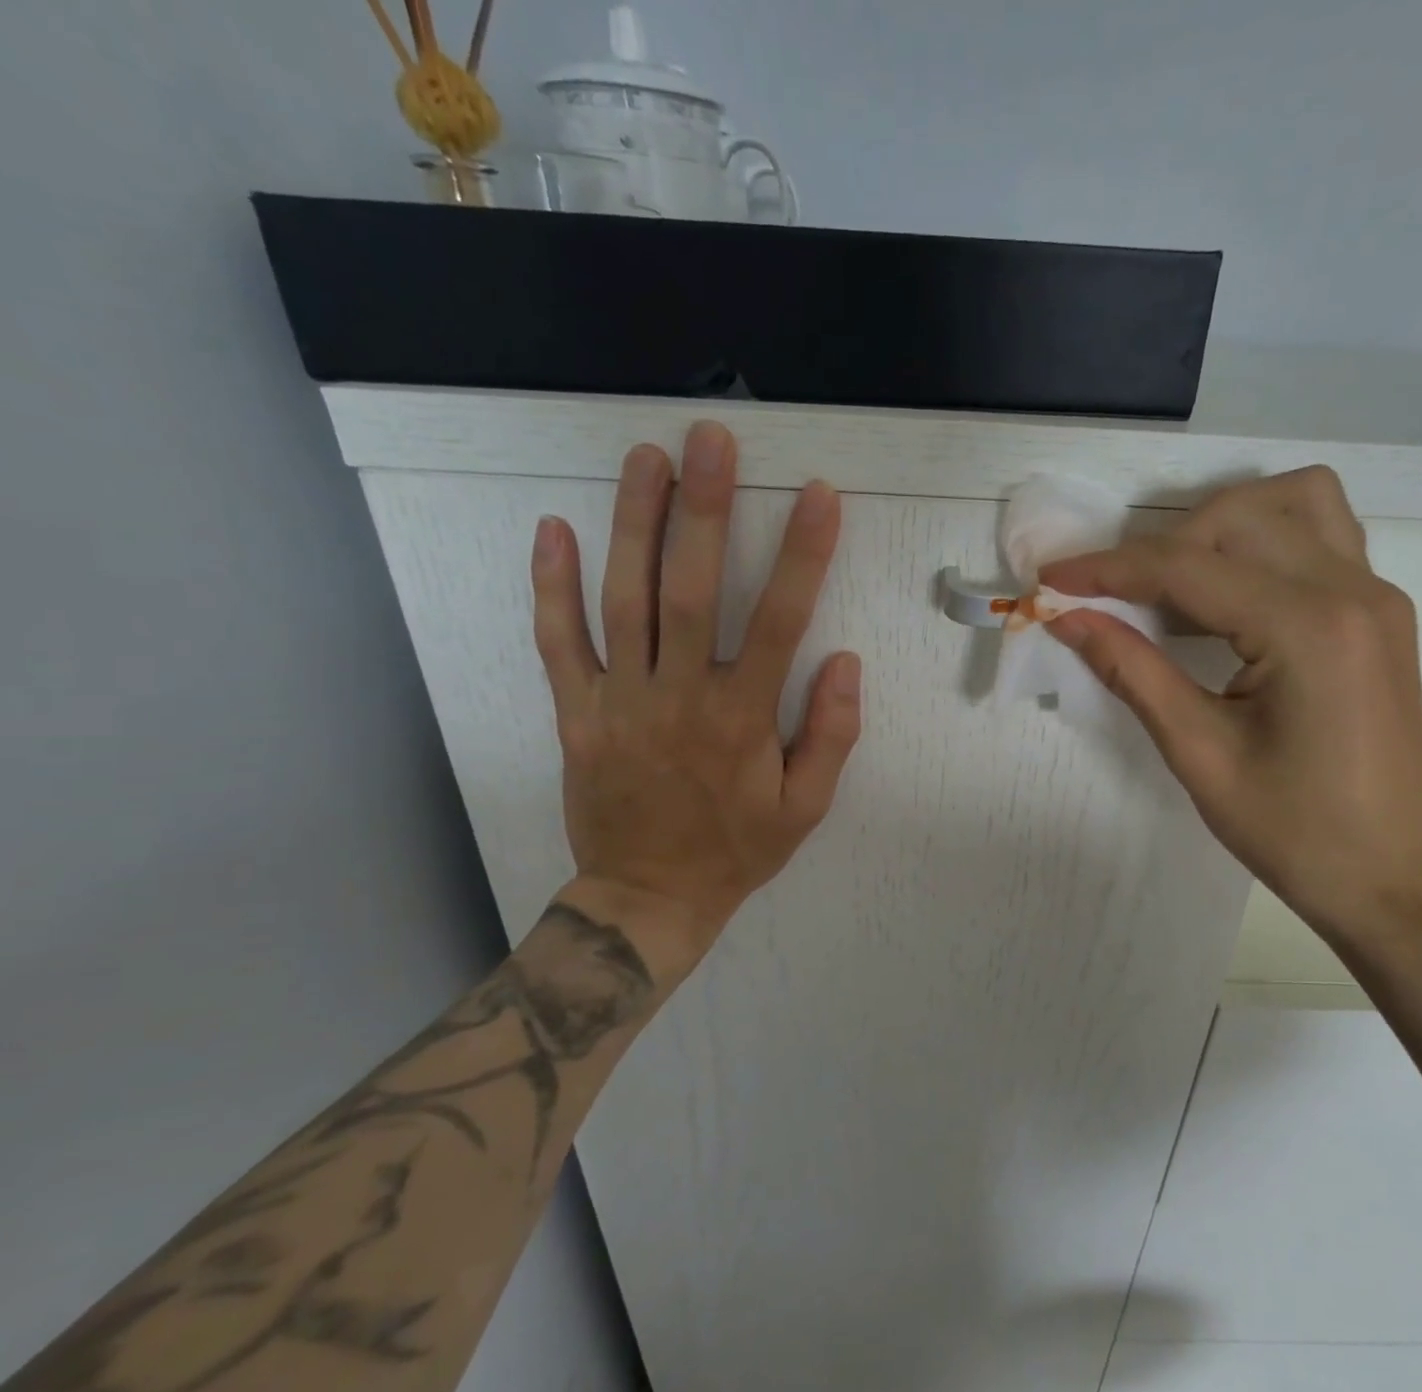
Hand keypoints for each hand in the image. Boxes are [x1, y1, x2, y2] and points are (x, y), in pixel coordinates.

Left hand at [529, 421, 861, 979]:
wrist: (648, 897)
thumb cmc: (737, 850)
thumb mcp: (806, 808)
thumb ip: (832, 736)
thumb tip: (846, 663)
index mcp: (742, 720)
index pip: (778, 622)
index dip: (802, 555)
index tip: (818, 496)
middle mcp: (678, 698)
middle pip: (688, 591)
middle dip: (703, 510)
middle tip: (710, 439)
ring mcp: (618, 702)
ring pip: (621, 601)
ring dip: (633, 524)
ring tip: (645, 456)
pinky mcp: (575, 713)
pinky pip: (557, 643)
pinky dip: (550, 586)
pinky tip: (554, 528)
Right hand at [1042, 465, 1421, 966]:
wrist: (1391, 877)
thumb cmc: (1293, 831)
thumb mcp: (1199, 753)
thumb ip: (1131, 671)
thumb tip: (1068, 618)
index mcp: (1307, 628)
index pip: (1188, 568)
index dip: (1109, 569)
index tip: (1051, 578)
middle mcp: (1351, 589)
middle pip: (1237, 516)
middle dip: (1159, 545)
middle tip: (1112, 597)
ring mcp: (1376, 594)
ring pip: (1291, 501)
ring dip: (1220, 523)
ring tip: (1174, 580)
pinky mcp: (1380, 610)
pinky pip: (1322, 533)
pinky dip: (1264, 538)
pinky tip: (1230, 590)